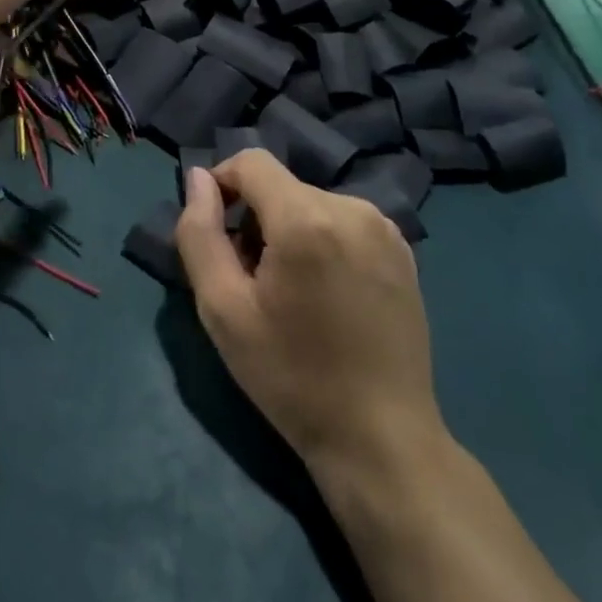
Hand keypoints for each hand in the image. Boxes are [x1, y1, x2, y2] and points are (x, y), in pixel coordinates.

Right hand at [175, 152, 442, 480]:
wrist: (382, 439)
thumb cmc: (292, 376)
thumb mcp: (222, 310)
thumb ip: (200, 234)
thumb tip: (198, 180)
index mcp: (306, 218)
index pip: (251, 162)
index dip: (222, 184)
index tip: (216, 234)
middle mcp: (351, 207)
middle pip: (281, 186)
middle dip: (255, 218)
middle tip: (250, 280)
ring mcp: (384, 227)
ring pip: (311, 203)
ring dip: (288, 230)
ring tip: (290, 293)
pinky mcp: (403, 250)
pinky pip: (343, 222)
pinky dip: (322, 241)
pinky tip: (327, 295)